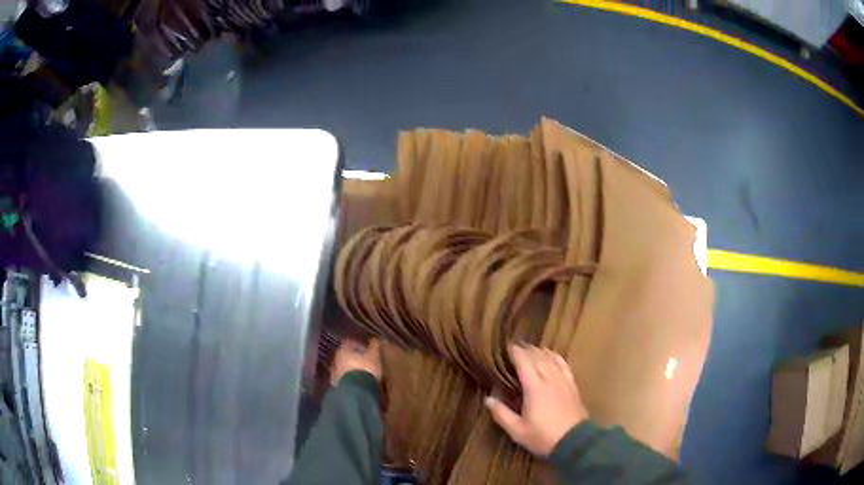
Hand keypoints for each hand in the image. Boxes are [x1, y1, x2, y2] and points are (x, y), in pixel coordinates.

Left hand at [331, 338, 382, 384]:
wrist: (357, 392)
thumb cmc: (366, 370)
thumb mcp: (374, 357)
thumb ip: (374, 347)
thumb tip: (375, 338)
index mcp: (343, 350)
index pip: (349, 342)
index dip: (357, 344)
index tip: (366, 347)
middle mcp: (336, 360)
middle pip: (345, 355)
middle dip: (354, 357)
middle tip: (365, 359)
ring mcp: (335, 373)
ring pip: (344, 367)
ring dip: (352, 368)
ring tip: (363, 372)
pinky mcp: (338, 385)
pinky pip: (345, 378)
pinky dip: (351, 378)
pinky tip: (359, 381)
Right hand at [485, 344, 588, 456]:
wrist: (574, 441)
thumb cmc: (543, 437)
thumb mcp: (518, 430)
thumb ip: (502, 414)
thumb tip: (488, 399)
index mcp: (535, 388)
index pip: (524, 362)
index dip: (516, 353)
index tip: (506, 347)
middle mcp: (550, 379)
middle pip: (538, 357)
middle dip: (527, 350)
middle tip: (516, 348)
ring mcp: (563, 381)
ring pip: (552, 359)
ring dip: (541, 352)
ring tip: (532, 349)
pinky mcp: (572, 386)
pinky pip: (564, 365)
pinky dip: (556, 357)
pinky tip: (553, 356)